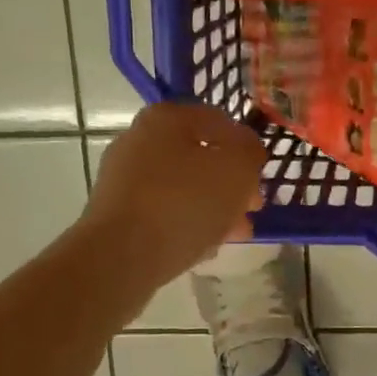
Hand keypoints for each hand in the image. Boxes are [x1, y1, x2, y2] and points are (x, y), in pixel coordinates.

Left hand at [82, 102, 266, 287]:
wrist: (121, 257)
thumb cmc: (184, 202)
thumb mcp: (236, 170)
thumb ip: (249, 153)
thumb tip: (247, 150)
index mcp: (165, 118)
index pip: (218, 121)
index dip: (245, 146)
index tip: (260, 174)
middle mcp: (139, 140)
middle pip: (199, 157)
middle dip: (230, 183)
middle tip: (251, 208)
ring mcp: (123, 178)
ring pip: (182, 188)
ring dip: (213, 207)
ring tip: (234, 234)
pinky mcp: (116, 213)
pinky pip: (162, 212)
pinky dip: (185, 224)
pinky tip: (204, 247)